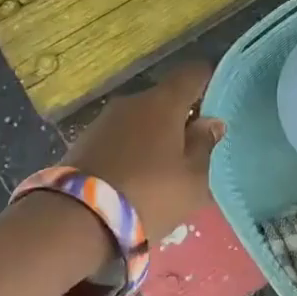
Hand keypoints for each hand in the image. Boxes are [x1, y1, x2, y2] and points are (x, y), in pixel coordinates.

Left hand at [63, 63, 224, 237]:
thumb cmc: (147, 195)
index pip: (193, 73)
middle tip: (197, 148)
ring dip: (156, 135)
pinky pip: (120, 137)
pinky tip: (137, 177)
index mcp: (163, 102)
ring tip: (167, 169)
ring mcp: (104, 120)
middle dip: (183, 117)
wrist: (74, 222)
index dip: (210, 82)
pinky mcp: (84, 141)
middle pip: (166, 98)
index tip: (221, 104)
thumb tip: (211, 122)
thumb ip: (206, 146)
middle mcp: (132, 101)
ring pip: (141, 119)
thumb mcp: (193, 179)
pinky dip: (133, 149)